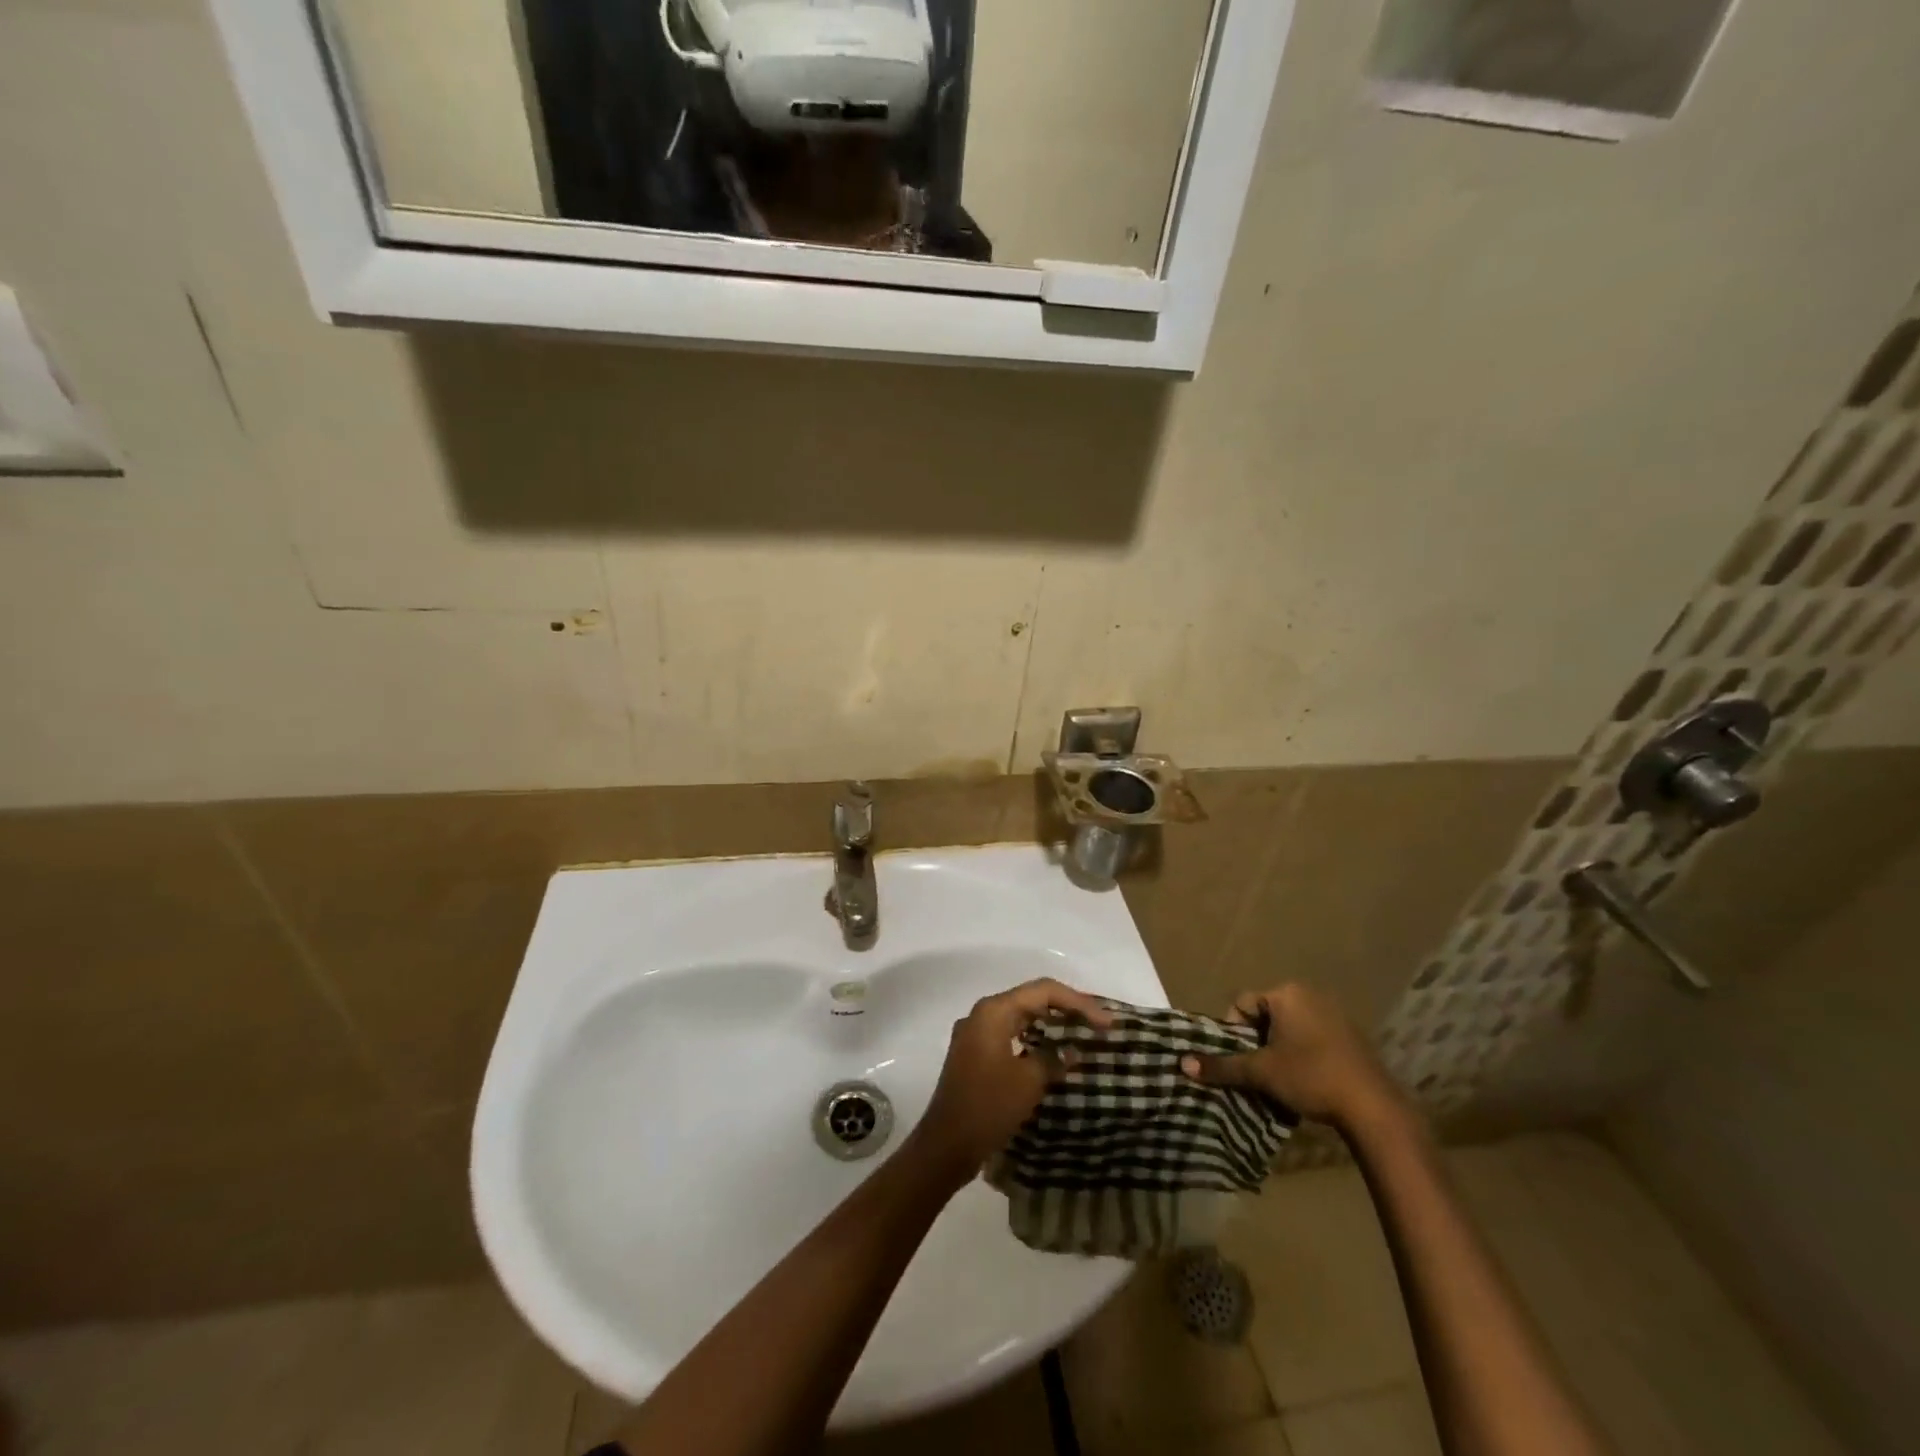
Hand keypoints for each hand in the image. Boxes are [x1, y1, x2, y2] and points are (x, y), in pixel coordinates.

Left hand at [908, 978, 1112, 1186]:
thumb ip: (1053, 1059)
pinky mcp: (976, 1054)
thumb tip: (1072, 1053)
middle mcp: (983, 1014)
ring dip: (1051, 1025)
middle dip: (1066, 1009)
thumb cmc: (988, 1106)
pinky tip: (1054, 1055)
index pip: (1043, 991)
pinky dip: (1035, 1040)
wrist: (946, 1145)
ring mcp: (976, 1034)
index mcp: (994, 1011)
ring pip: (1021, 1017)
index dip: (1078, 1003)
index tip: (1107, 1023)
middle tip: (1099, 1024)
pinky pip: (1012, 1035)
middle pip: (1032, 999)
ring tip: (1082, 1035)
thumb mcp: (1028, 1081)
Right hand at [1180, 983, 1403, 1130]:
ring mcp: (1336, 1014)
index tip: (1242, 1060)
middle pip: (1267, 1015)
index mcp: (1287, 993)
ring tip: (1282, 1080)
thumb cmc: (1311, 1077)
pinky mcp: (1352, 1036)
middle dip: (1258, 1042)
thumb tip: (1182, 1063)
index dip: (1235, 1032)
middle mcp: (1311, 994)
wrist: (1374, 1108)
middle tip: (1259, 1071)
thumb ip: (1222, 1066)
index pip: (1243, 1004)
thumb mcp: (1261, 1072)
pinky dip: (1304, 1054)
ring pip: (1290, 1028)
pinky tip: (1309, 1081)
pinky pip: (1314, 1037)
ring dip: (1280, 1050)